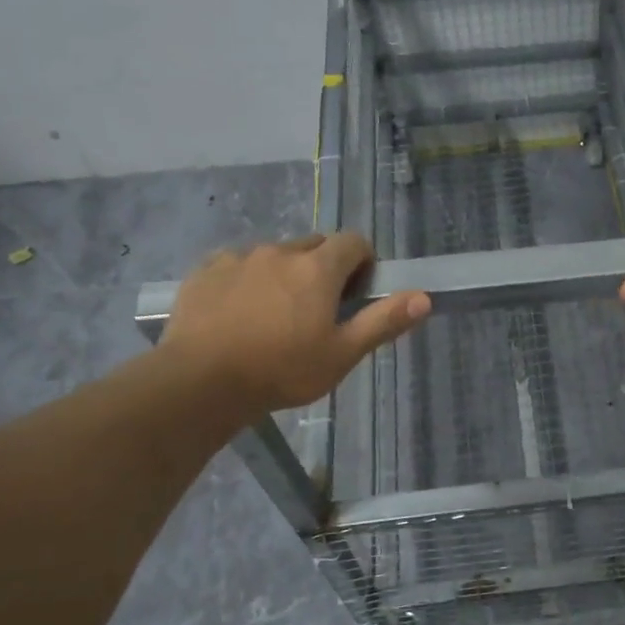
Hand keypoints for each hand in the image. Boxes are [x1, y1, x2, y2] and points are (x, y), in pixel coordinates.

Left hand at [161, 234, 430, 412]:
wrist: (200, 382)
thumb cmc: (282, 370)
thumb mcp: (342, 354)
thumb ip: (383, 321)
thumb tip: (424, 297)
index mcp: (318, 268)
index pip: (354, 241)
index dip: (362, 262)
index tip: (356, 293)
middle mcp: (280, 251)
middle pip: (314, 245)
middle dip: (323, 268)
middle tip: (317, 310)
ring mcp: (239, 257)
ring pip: (274, 255)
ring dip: (283, 274)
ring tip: (273, 315)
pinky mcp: (206, 270)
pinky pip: (236, 264)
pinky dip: (245, 279)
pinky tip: (237, 313)